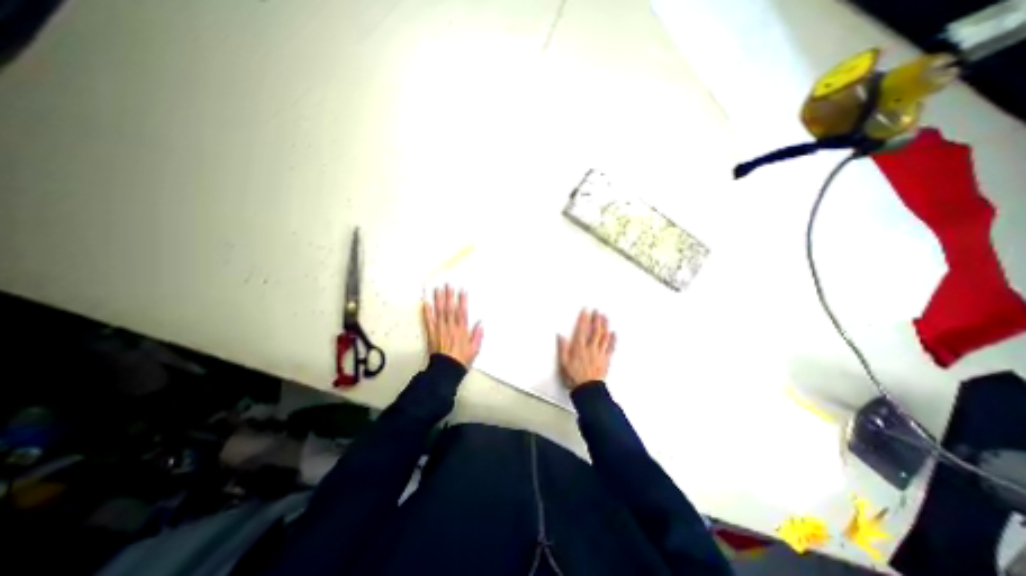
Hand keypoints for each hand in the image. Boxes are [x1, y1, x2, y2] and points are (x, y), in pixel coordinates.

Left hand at [429, 283, 484, 369]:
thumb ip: (478, 335)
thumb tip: (480, 322)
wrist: (446, 369)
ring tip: (437, 288)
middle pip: (449, 308)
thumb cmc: (462, 359)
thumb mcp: (475, 348)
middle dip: (449, 295)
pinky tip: (425, 302)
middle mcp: (450, 327)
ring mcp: (440, 329)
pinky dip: (426, 311)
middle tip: (447, 284)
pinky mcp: (431, 333)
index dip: (462, 300)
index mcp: (462, 329)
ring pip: (439, 311)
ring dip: (438, 299)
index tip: (462, 290)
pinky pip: (428, 320)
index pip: (462, 311)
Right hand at [559, 309, 611, 387]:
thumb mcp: (563, 363)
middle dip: (597, 319)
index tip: (586, 310)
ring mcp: (600, 353)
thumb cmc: (574, 377)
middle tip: (598, 311)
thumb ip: (562, 348)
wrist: (588, 389)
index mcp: (580, 348)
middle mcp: (591, 348)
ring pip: (604, 337)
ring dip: (605, 326)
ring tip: (605, 317)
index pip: (582, 329)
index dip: (584, 319)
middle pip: (595, 331)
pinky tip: (614, 333)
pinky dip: (613, 339)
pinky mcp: (606, 360)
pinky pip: (611, 347)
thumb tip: (561, 336)